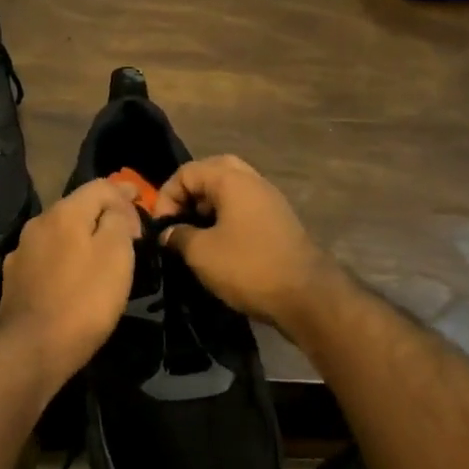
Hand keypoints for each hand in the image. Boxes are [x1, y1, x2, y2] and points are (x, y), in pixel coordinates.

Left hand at [0, 179, 141, 394]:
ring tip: (103, 252)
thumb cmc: (84, 300)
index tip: (142, 202)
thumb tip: (115, 209)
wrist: (32, 349)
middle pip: (77, 206)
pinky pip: (48, 256)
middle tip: (129, 229)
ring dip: (83, 236)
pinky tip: (75, 275)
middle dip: (104, 213)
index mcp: (64, 212)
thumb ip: (118, 221)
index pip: (99, 185)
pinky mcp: (15, 279)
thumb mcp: (116, 255)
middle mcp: (38, 223)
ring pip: (61, 232)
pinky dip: (67, 257)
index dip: (124, 192)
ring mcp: (22, 251)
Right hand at [153, 155, 333, 331]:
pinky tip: (219, 244)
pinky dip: (226, 216)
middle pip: (211, 172)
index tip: (162, 227)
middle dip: (189, 194)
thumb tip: (168, 233)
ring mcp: (269, 200)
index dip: (166, 196)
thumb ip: (178, 236)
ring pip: (230, 189)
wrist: (307, 296)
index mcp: (231, 180)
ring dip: (208, 205)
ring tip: (195, 233)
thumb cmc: (248, 267)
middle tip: (179, 219)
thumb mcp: (201, 253)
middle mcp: (253, 181)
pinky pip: (244, 206)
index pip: (186, 172)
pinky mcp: (278, 220)